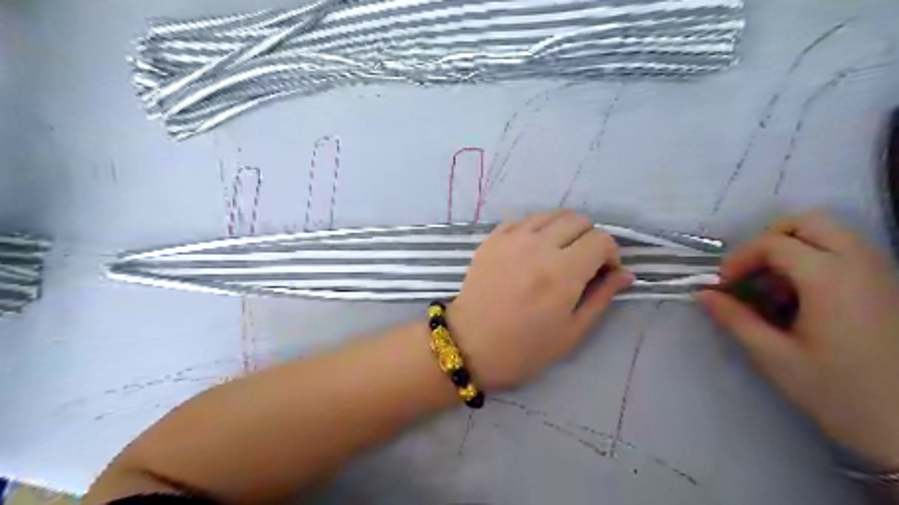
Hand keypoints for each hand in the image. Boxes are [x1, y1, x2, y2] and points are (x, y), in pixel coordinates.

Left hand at [448, 209, 629, 390]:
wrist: (469, 345)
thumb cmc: (523, 348)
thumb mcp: (571, 332)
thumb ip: (601, 297)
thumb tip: (626, 274)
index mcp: (562, 272)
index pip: (601, 240)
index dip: (611, 254)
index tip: (604, 273)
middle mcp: (538, 246)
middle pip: (578, 219)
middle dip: (589, 238)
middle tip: (583, 263)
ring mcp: (511, 238)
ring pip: (550, 214)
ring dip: (563, 229)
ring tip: (558, 253)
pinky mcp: (492, 239)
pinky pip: (522, 220)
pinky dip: (536, 228)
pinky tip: (532, 250)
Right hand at [699, 209, 898, 468]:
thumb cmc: (839, 393)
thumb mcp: (774, 357)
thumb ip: (735, 319)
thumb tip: (703, 295)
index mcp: (830, 279)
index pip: (774, 243)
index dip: (739, 259)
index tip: (723, 286)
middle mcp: (861, 265)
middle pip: (809, 222)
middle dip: (770, 240)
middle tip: (751, 273)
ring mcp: (882, 274)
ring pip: (832, 234)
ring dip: (794, 249)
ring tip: (775, 288)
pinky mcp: (891, 289)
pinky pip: (848, 254)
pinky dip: (817, 261)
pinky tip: (804, 299)